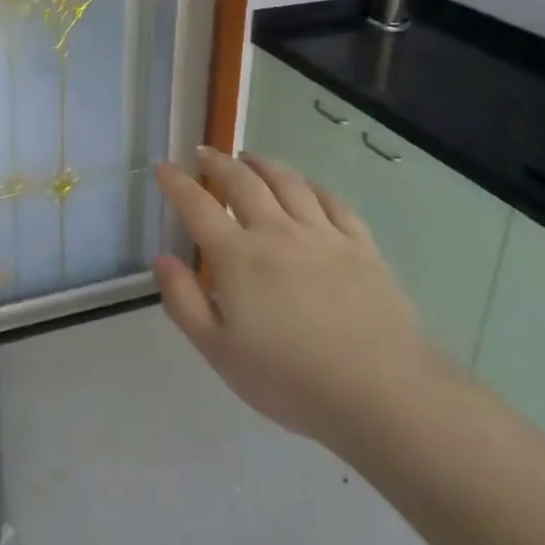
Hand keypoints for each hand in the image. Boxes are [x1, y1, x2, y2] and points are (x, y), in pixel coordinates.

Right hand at [153, 148, 442, 448]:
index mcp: (238, 257)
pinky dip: (312, 185)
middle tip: (204, 153)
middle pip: (243, 182)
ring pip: (288, 182)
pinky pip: (333, 201)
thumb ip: (185, 302)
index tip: (163, 167)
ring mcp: (323, 234)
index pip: (198, 206)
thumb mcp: (219, 352)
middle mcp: (277, 232)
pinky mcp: (361, 245)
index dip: (176, 183)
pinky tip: (306, 185)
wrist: (380, 391)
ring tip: (250, 158)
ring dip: (263, 164)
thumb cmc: (289, 379)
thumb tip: (163, 259)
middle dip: (218, 163)